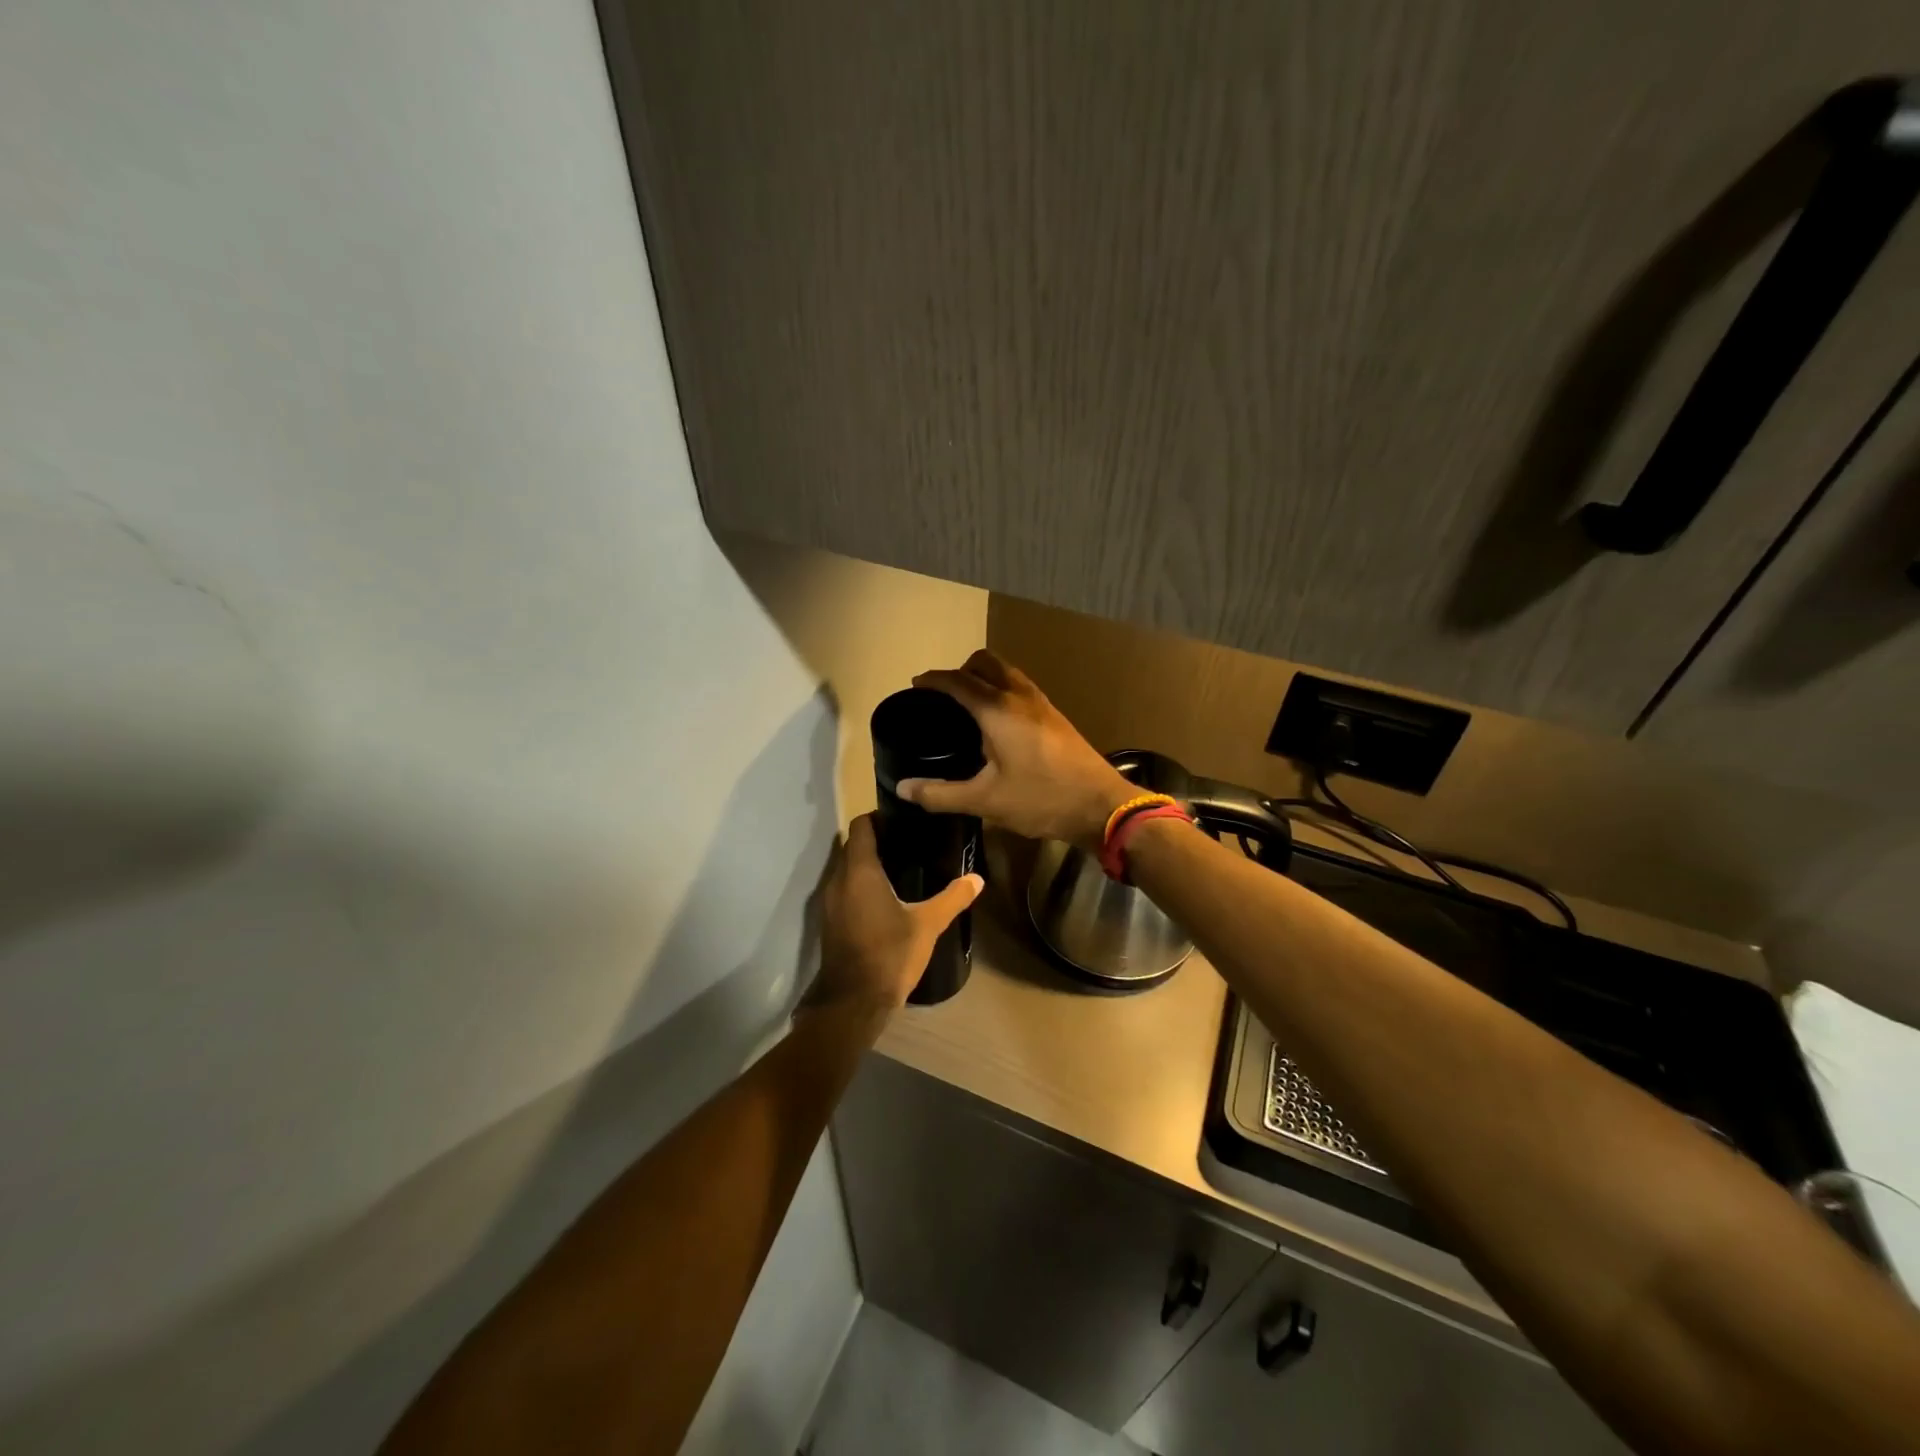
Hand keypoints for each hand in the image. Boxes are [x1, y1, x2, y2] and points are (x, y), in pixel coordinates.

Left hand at [811, 814, 982, 1016]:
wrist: (853, 1002)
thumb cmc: (889, 954)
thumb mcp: (927, 925)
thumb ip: (952, 898)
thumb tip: (977, 879)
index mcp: (859, 871)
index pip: (862, 826)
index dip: (879, 817)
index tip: (904, 820)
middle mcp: (839, 880)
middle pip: (854, 846)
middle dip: (877, 840)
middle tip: (910, 842)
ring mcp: (830, 902)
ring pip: (847, 868)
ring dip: (868, 863)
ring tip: (902, 866)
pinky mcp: (831, 921)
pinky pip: (845, 889)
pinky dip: (861, 885)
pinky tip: (887, 897)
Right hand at [900, 650, 1134, 850]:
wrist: (1100, 805)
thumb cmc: (1040, 799)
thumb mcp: (985, 801)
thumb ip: (940, 794)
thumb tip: (903, 788)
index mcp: (997, 710)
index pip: (958, 681)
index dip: (933, 680)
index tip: (915, 686)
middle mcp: (1019, 696)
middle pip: (985, 662)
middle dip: (961, 670)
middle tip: (944, 696)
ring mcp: (1041, 703)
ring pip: (1007, 671)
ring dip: (984, 677)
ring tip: (969, 706)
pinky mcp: (1055, 715)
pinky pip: (1020, 687)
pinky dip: (1001, 689)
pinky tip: (998, 722)